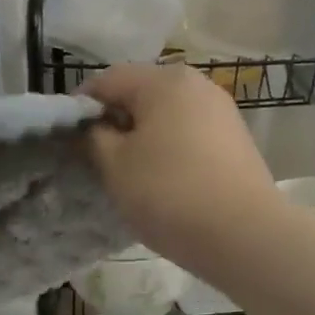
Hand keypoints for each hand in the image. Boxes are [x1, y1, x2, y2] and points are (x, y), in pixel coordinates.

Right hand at [83, 62, 282, 272]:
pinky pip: (190, 133)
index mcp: (164, 80)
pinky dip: (170, 149)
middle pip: (140, 93)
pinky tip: (166, 181)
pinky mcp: (236, 139)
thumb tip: (91, 125)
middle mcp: (197, 83)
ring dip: (143, 137)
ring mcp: (222, 111)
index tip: (69, 142)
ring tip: (132, 174)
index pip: (106, 80)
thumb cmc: (169, 193)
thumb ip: (93, 136)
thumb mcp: (115, 166)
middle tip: (99, 161)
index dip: (80, 108)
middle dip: (115, 122)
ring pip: (167, 115)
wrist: (245, 235)